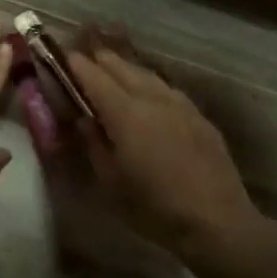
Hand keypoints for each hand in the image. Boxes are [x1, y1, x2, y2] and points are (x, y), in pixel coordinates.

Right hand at [67, 32, 261, 257]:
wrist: (217, 221)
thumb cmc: (154, 206)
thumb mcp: (110, 180)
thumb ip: (93, 143)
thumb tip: (83, 118)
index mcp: (125, 112)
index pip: (93, 75)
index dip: (74, 64)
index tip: (60, 56)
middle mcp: (152, 97)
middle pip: (121, 66)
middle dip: (99, 60)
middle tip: (82, 59)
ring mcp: (180, 104)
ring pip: (146, 74)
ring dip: (125, 69)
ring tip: (111, 70)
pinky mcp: (198, 116)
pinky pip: (166, 89)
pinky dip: (148, 85)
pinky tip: (147, 95)